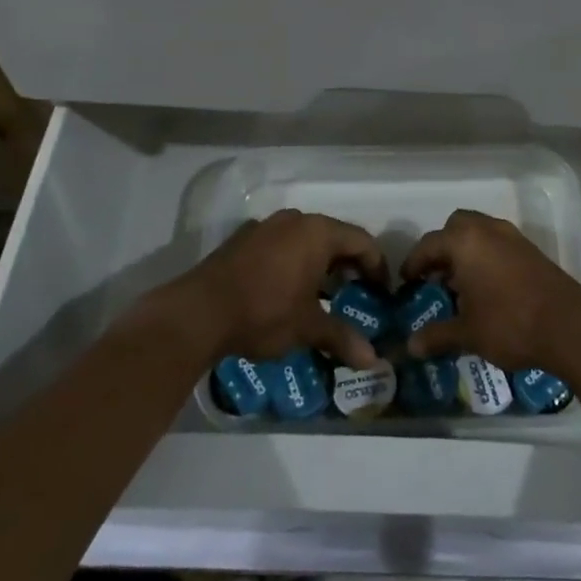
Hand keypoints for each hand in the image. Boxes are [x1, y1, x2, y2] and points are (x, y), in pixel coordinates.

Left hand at [168, 209, 386, 370]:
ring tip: (323, 294)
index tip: (382, 292)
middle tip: (356, 294)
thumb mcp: (308, 327)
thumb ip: (342, 338)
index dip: (377, 266)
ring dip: (319, 263)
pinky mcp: (242, 239)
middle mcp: (295, 220)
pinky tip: (287, 290)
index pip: (362, 241)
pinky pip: (280, 244)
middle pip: (334, 237)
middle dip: (348, 265)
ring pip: (305, 239)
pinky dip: (293, 262)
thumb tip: (373, 361)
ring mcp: (265, 226)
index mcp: (317, 232)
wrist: (198, 312)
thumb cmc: (264, 313)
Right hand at [401, 209, 580, 378]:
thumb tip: (410, 346)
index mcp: (465, 241)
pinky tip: (486, 289)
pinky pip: (498, 244)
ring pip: (480, 233)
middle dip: (442, 248)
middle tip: (435, 277)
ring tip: (459, 286)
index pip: (429, 244)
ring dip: (466, 252)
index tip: (407, 283)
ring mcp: (513, 237)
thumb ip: (437, 335)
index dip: (414, 263)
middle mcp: (487, 230)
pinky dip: (486, 258)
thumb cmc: (509, 323)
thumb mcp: (467, 333)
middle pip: (456, 227)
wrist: (569, 326)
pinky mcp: (531, 251)